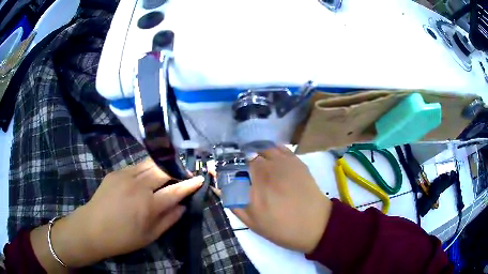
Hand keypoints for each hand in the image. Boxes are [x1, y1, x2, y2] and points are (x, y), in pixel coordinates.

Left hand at [31, 158, 202, 270]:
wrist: (93, 228)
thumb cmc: (123, 238)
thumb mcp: (150, 236)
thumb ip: (169, 220)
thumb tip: (182, 207)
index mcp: (149, 205)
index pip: (176, 190)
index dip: (189, 184)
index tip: (200, 178)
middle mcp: (138, 185)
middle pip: (163, 170)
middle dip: (176, 170)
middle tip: (182, 174)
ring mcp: (125, 175)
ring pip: (150, 164)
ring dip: (161, 167)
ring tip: (166, 173)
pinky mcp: (115, 172)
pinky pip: (136, 166)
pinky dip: (145, 169)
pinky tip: (145, 178)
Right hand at [232, 146, 331, 252]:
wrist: (315, 224)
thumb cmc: (282, 228)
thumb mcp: (253, 223)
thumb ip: (234, 204)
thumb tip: (221, 187)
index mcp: (254, 189)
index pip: (233, 168)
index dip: (228, 168)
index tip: (227, 172)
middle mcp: (267, 172)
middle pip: (248, 157)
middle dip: (242, 162)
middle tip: (245, 172)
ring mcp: (283, 164)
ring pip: (263, 149)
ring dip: (257, 154)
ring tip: (258, 163)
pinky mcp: (296, 161)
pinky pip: (279, 148)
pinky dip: (272, 150)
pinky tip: (272, 158)